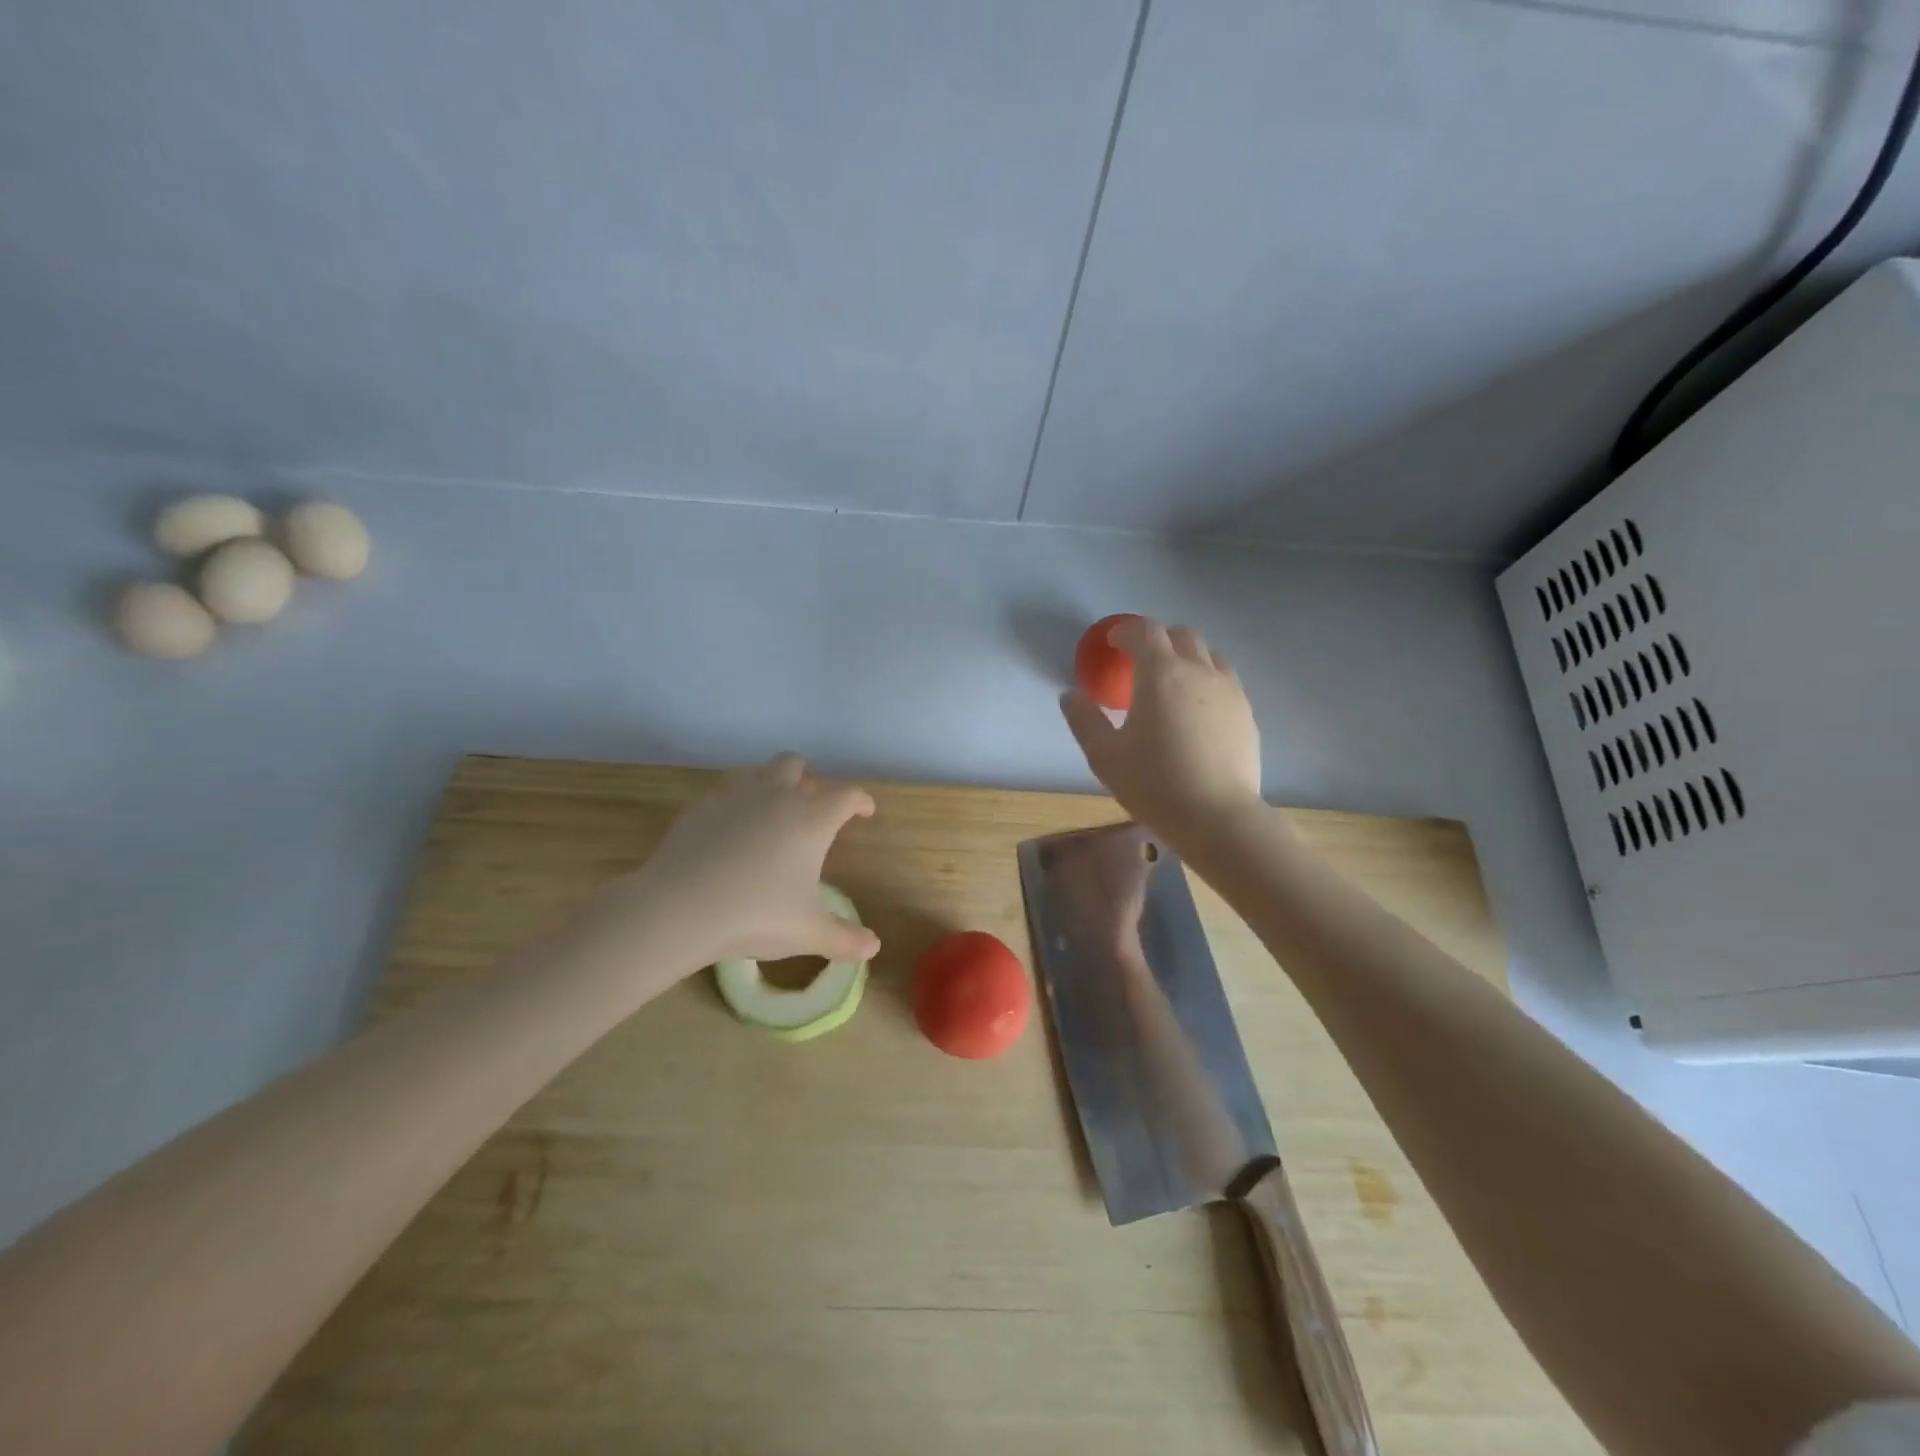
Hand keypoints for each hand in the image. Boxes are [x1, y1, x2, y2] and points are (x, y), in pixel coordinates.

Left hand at [604, 754, 880, 970]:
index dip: (860, 800)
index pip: (846, 796)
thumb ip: (843, 938)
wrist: (679, 908)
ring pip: (757, 772)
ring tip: (769, 811)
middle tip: (809, 802)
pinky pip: (723, 793)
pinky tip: (728, 830)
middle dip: (807, 778)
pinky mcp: (699, 807)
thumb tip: (873, 947)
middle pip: (795, 764)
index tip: (864, 810)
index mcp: (811, 820)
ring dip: (769, 783)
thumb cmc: (756, 915)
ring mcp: (734, 797)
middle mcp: (776, 797)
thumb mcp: (807, 933)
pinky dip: (734, 804)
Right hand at [1061, 617, 1262, 847]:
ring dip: (1187, 657)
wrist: (1217, 816)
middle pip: (1182, 635)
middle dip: (1159, 639)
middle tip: (1141, 660)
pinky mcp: (1247, 713)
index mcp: (1160, 673)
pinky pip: (1226, 681)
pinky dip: (1207, 681)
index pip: (1145, 631)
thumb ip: (1084, 719)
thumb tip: (1070, 695)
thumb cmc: (1154, 783)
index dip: (1126, 631)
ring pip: (1209, 655)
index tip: (1113, 643)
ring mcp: (1229, 690)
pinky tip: (1197, 710)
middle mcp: (1199, 670)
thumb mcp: (1104, 755)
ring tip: (1173, 682)